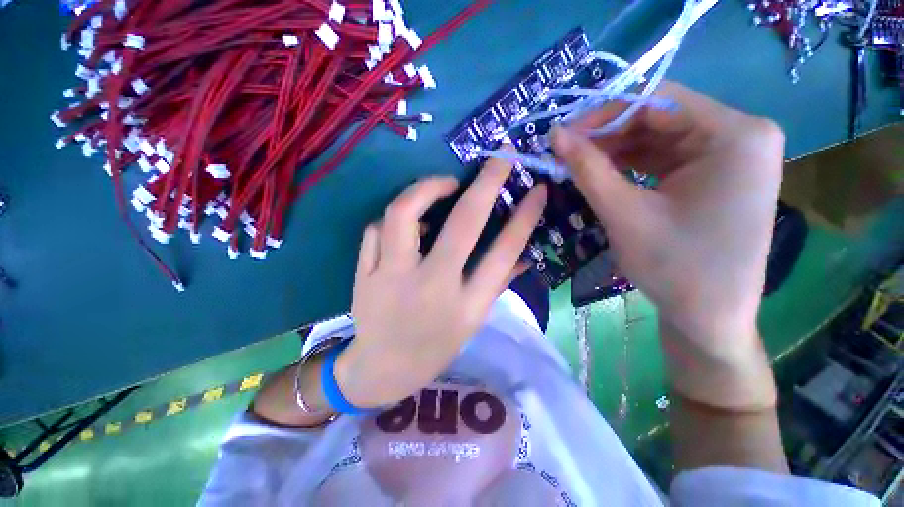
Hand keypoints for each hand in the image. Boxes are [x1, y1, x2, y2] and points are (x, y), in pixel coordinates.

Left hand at [335, 160, 546, 408]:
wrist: (382, 369)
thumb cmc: (434, 347)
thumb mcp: (473, 322)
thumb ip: (496, 283)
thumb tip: (524, 252)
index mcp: (465, 307)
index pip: (503, 253)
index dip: (524, 218)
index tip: (536, 190)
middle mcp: (431, 288)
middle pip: (461, 225)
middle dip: (485, 183)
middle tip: (498, 158)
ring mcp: (391, 279)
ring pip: (404, 214)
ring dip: (427, 188)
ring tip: (444, 185)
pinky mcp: (363, 275)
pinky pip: (376, 230)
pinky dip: (395, 218)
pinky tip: (407, 223)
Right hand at [551, 83, 783, 409]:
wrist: (709, 319)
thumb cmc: (674, 267)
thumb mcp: (623, 212)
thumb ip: (587, 168)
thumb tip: (556, 135)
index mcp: (736, 135)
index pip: (658, 100)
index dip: (604, 114)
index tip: (564, 134)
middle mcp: (741, 135)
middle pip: (660, 118)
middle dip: (608, 135)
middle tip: (567, 153)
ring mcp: (731, 156)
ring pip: (660, 138)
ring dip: (616, 151)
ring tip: (578, 165)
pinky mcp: (717, 176)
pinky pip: (666, 158)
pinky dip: (632, 165)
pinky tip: (603, 175)